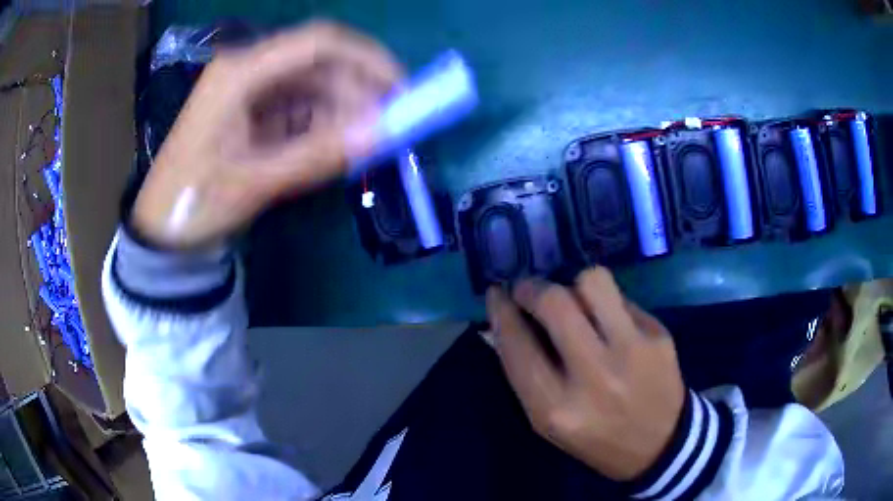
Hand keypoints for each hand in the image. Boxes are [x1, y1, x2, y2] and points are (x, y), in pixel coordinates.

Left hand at [132, 22, 401, 248]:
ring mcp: (248, 90)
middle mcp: (246, 69)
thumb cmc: (194, 203)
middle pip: (318, 64)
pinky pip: (298, 108)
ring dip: (342, 111)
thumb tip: (381, 133)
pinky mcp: (251, 111)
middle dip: (358, 90)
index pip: (317, 43)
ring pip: (312, 87)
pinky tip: (336, 146)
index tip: (401, 88)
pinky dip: (322, 125)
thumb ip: (316, 155)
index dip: (366, 58)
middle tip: (390, 125)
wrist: (161, 230)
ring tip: (365, 143)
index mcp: (239, 73)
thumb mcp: (254, 182)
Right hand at [486, 267, 684, 480]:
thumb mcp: (548, 421)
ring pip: (594, 283)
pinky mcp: (658, 335)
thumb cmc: (595, 438)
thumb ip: (525, 373)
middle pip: (555, 303)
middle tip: (528, 288)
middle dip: (533, 287)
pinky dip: (606, 304)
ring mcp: (632, 351)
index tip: (496, 294)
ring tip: (574, 299)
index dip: (500, 312)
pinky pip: (622, 298)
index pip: (516, 345)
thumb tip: (505, 323)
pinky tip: (609, 322)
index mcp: (555, 408)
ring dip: (574, 284)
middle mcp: (594, 376)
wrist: (660, 444)